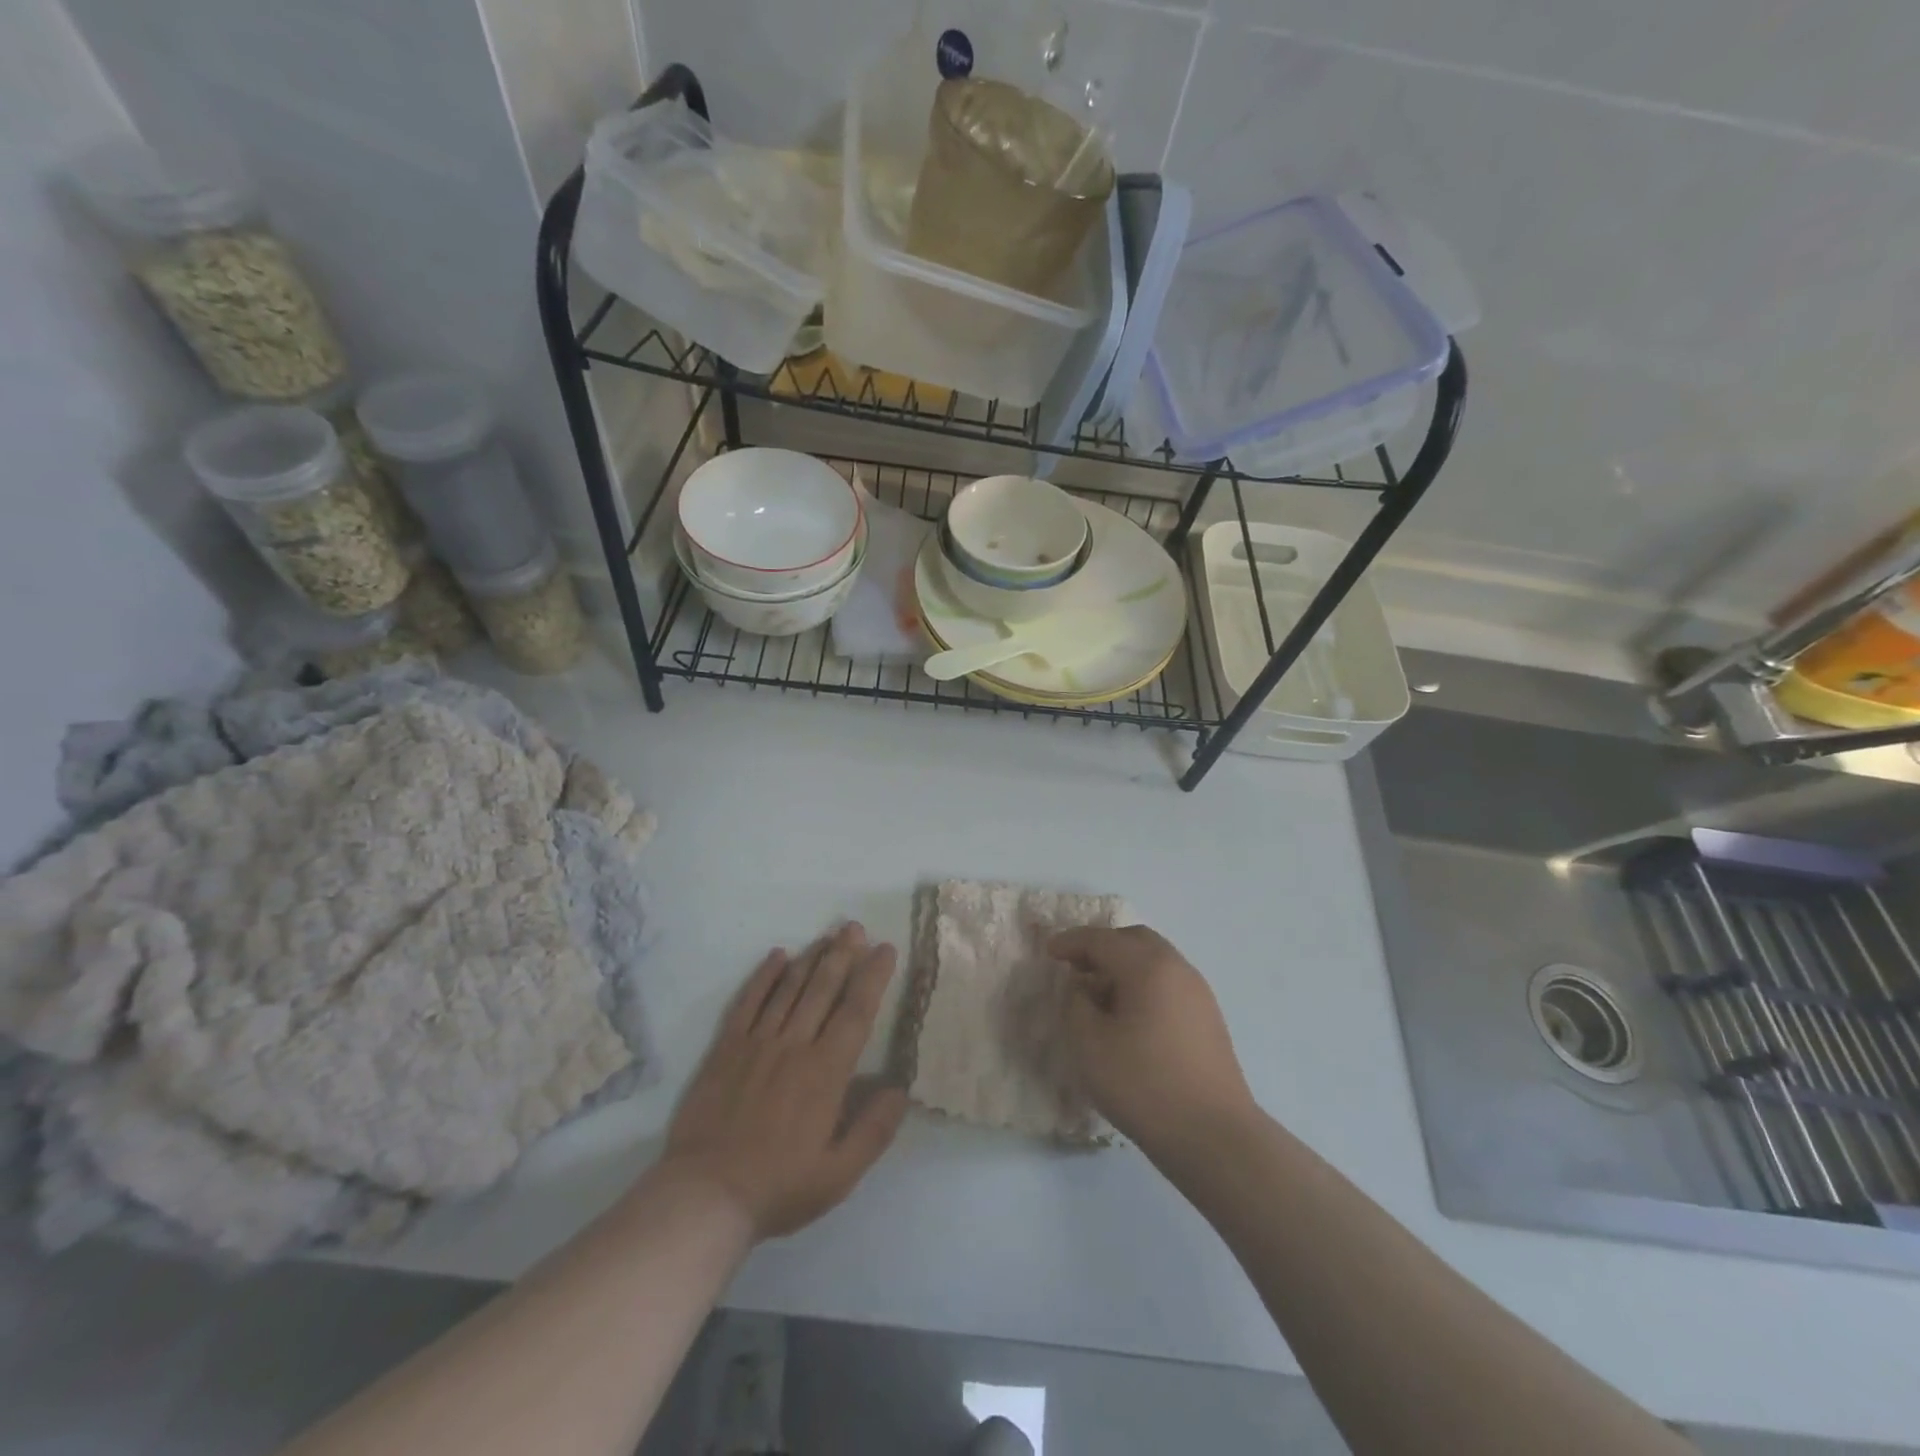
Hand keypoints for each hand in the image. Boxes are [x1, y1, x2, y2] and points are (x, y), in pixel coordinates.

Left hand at [660, 924, 907, 1239]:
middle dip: (842, 954)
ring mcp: (757, 1043)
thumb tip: (902, 1088)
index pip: (856, 1011)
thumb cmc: (779, 1187)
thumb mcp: (839, 1174)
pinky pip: (748, 1001)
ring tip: (828, 935)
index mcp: (826, 1072)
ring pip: (789, 988)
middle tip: (854, 927)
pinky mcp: (726, 1048)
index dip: (873, 976)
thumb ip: (874, 1129)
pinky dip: (763, 976)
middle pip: (823, 988)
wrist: (705, 1196)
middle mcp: (794, 1045)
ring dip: (811, 957)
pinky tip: (776, 956)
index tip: (885, 949)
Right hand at [1051, 925, 1254, 1156]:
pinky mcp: (1208, 1018)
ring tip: (1099, 995)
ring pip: (1154, 960)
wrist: (1215, 1137)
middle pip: (1134, 940)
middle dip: (1101, 947)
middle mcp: (1177, 968)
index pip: (1102, 940)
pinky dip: (1143, 984)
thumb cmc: (1144, 1085)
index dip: (1071, 942)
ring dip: (1123, 966)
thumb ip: (1076, 1005)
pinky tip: (1129, 1017)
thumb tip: (1082, 988)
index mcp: (1148, 966)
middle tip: (1075, 966)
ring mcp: (1198, 992)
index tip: (1048, 952)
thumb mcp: (1090, 1045)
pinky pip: (1168, 983)